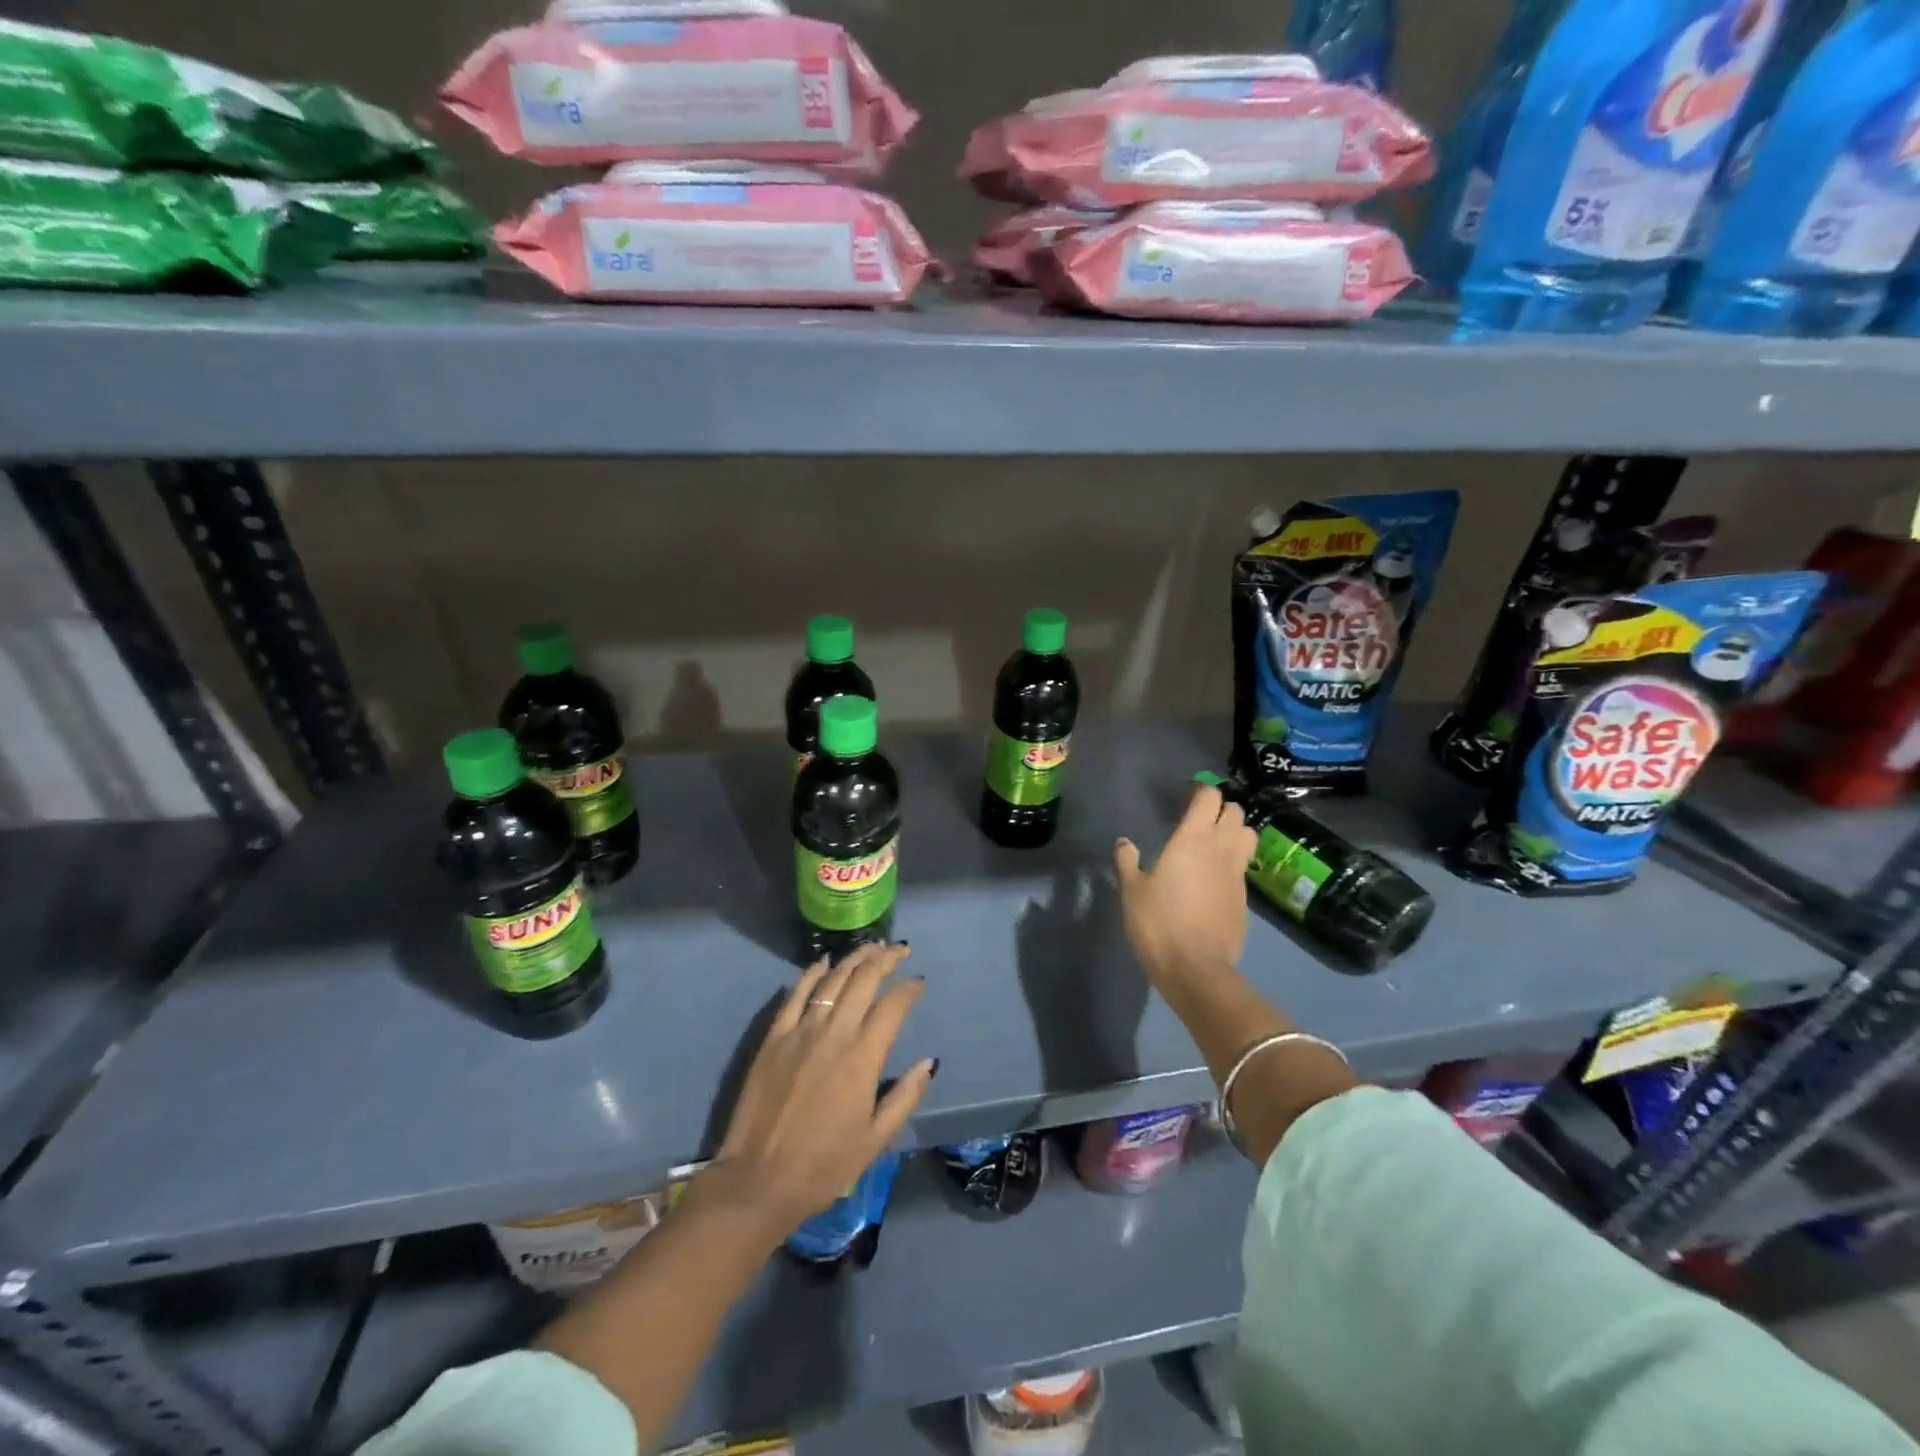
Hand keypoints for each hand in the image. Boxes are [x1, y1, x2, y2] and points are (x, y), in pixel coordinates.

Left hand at [698, 943, 934, 1240]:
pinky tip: (823, 962)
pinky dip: (812, 974)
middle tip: (899, 950)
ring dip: (854, 959)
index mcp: (863, 1058)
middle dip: (885, 959)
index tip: (919, 982)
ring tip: (871, 947)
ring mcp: (801, 1031)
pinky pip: (796, 994)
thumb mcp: (875, 1140)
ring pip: (832, 980)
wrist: (758, 1180)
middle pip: (863, 980)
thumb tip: (928, 1062)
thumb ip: (905, 1097)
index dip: (910, 989)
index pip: (893, 1006)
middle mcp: (834, 1034)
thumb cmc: (823, 1166)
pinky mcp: (774, 1037)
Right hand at [1114, 784, 1257, 991]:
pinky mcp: (1245, 898)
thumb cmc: (1158, 923)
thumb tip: (1124, 842)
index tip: (1187, 795)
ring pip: (1248, 835)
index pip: (1209, 797)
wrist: (1196, 969)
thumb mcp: (1132, 891)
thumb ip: (1127, 861)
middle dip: (1221, 808)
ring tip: (1214, 842)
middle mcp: (1220, 849)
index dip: (1201, 790)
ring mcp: (1237, 874)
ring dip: (1235, 831)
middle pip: (1235, 812)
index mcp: (1192, 839)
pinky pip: (1243, 866)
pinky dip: (1233, 861)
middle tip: (1199, 818)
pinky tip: (1215, 877)